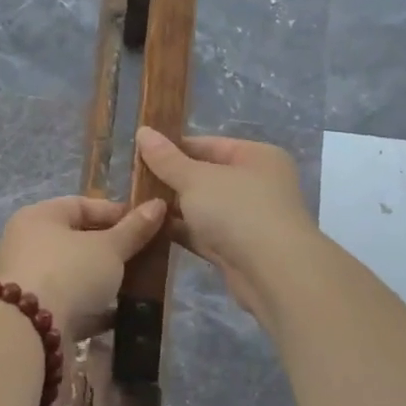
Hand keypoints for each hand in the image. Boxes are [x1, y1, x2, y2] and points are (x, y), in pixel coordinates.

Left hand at [0, 195, 165, 347]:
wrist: (30, 332)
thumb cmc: (69, 272)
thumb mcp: (109, 248)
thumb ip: (134, 229)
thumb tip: (159, 204)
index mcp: (39, 217)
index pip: (81, 205)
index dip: (116, 212)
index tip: (146, 225)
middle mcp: (28, 245)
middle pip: (76, 240)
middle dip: (112, 249)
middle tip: (144, 256)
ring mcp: (29, 282)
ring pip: (74, 274)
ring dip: (103, 280)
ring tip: (136, 285)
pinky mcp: (34, 314)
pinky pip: (70, 304)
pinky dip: (93, 308)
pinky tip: (119, 314)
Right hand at [134, 128, 313, 314]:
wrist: (274, 273)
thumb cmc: (238, 210)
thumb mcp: (196, 179)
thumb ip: (167, 159)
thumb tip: (142, 132)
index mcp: (256, 157)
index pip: (209, 145)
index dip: (173, 147)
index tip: (139, 153)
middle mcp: (256, 184)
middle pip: (205, 176)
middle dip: (170, 180)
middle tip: (130, 181)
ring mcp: (248, 219)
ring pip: (203, 208)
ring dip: (173, 208)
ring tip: (134, 204)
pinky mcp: (237, 249)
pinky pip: (203, 234)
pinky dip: (181, 231)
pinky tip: (149, 229)